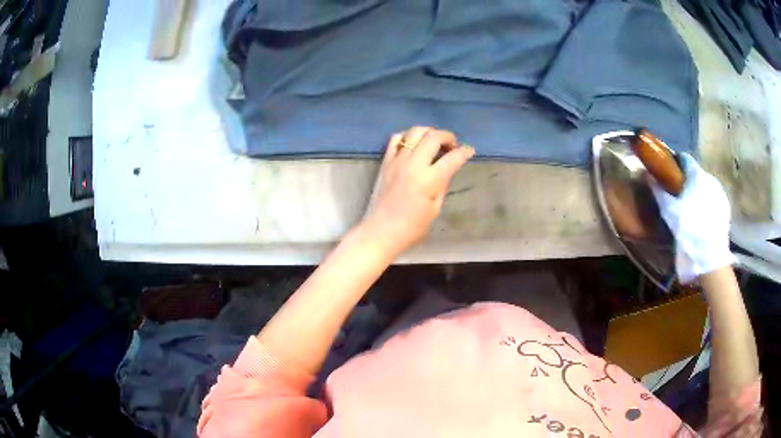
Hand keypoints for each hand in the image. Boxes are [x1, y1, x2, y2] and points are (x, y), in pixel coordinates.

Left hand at [361, 127, 475, 254]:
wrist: (381, 231)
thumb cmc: (412, 227)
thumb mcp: (435, 208)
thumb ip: (442, 184)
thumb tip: (446, 169)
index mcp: (429, 180)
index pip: (453, 158)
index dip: (465, 152)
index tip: (470, 150)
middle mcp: (413, 164)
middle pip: (434, 136)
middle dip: (448, 136)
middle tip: (453, 146)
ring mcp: (397, 160)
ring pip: (415, 131)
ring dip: (429, 132)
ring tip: (434, 142)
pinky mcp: (386, 161)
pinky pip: (396, 138)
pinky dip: (408, 136)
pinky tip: (413, 144)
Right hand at [651, 153, 735, 283]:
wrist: (709, 260)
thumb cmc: (688, 232)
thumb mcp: (670, 213)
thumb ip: (660, 192)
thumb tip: (648, 175)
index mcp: (697, 175)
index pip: (685, 159)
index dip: (675, 163)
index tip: (668, 172)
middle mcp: (711, 179)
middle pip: (696, 174)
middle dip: (687, 181)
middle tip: (678, 195)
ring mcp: (720, 194)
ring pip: (705, 187)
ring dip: (697, 193)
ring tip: (690, 209)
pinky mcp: (725, 209)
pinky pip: (713, 199)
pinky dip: (706, 204)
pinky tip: (701, 219)